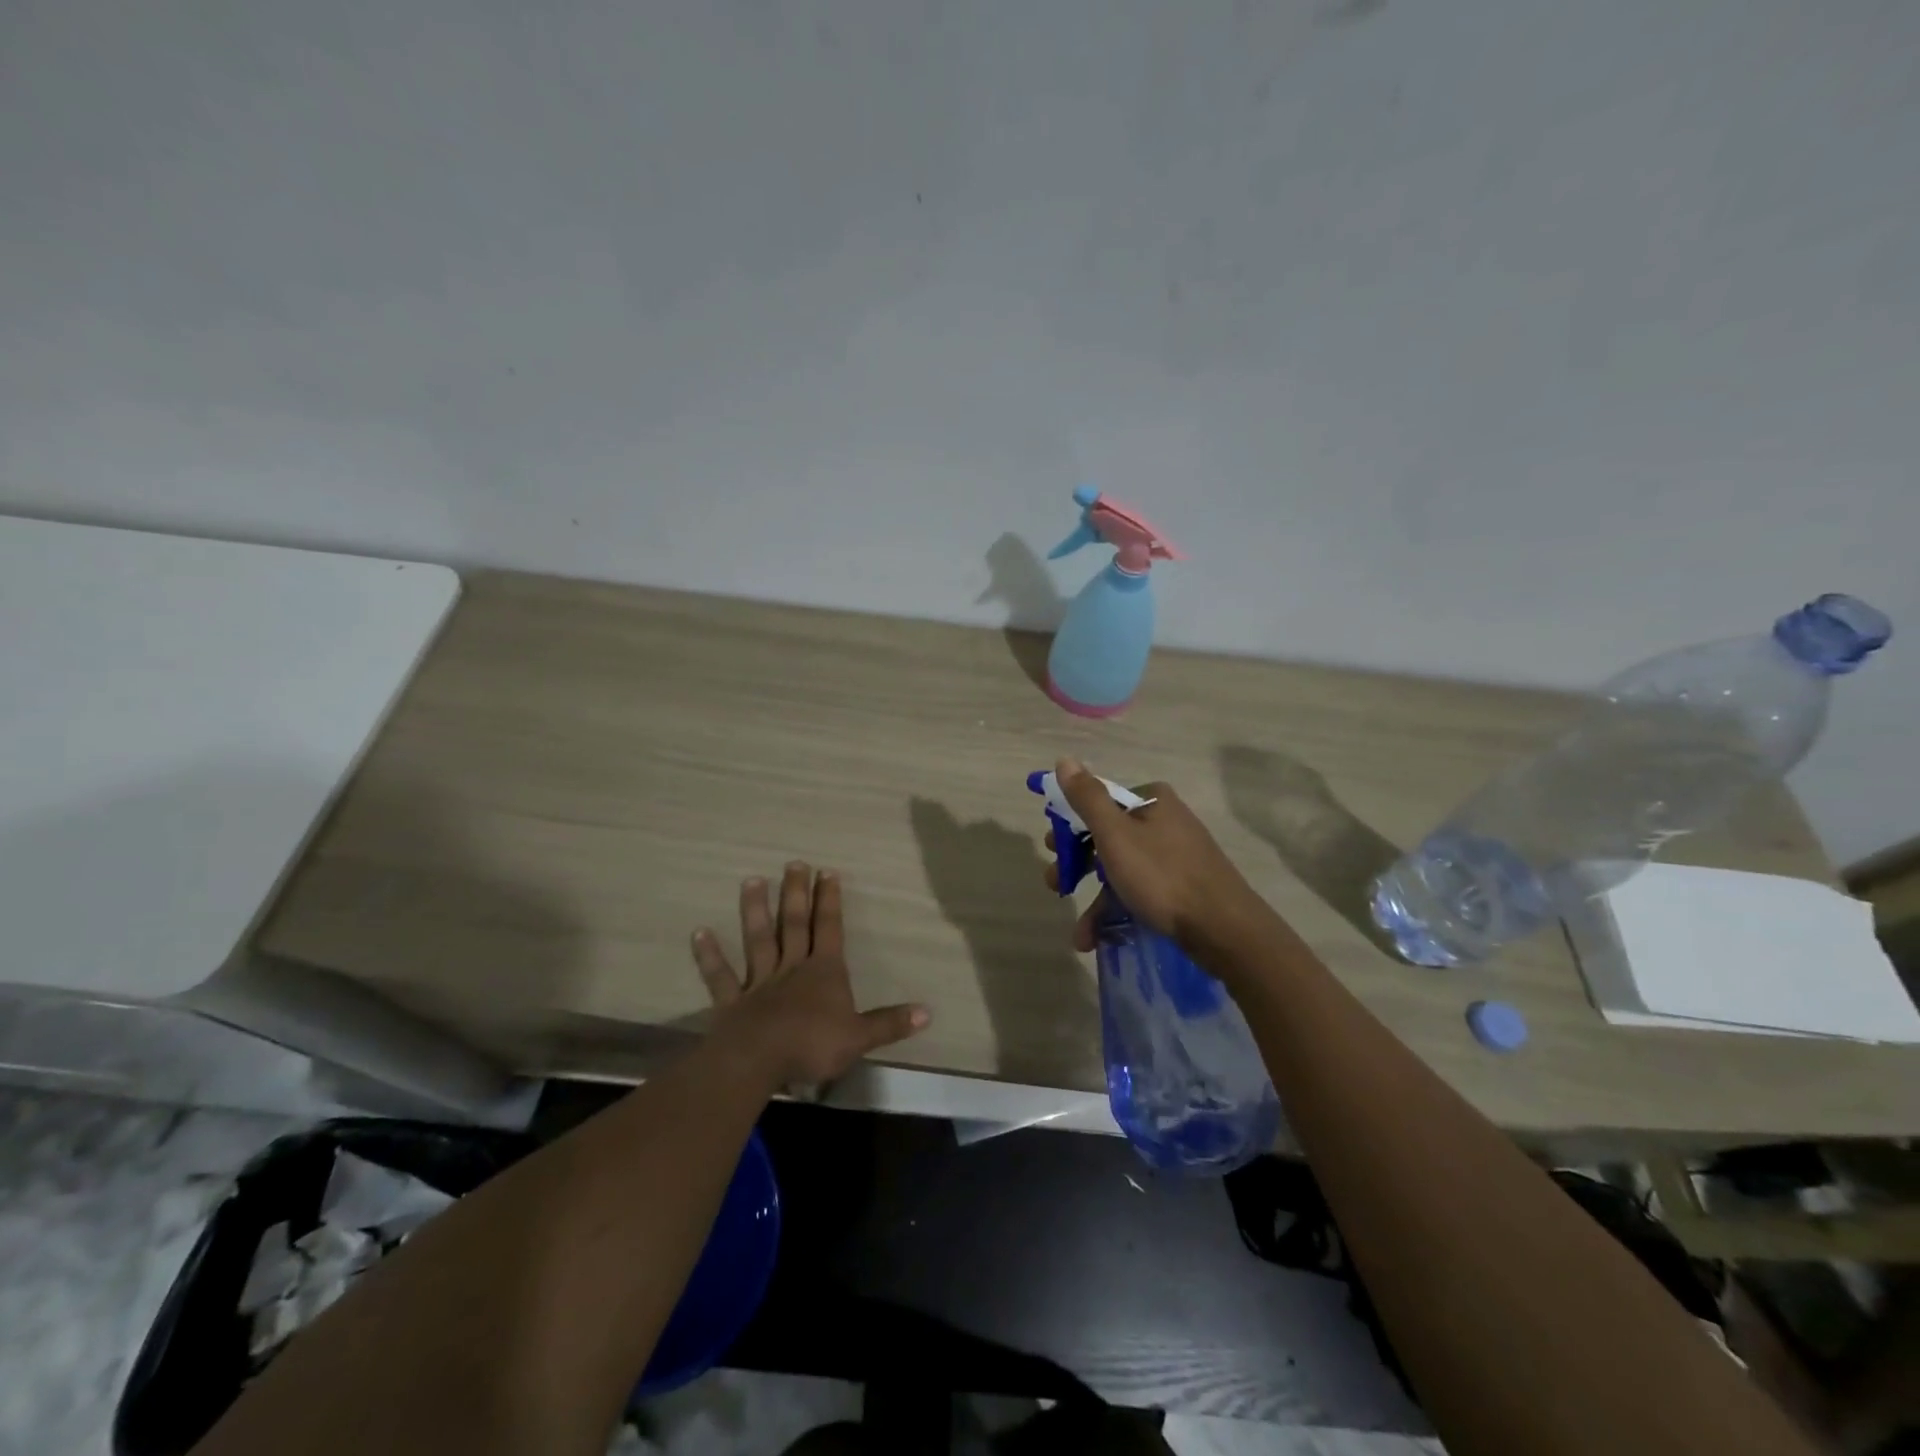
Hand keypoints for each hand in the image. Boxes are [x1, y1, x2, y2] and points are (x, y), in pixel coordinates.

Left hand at [691, 862, 929, 1088]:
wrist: (759, 1061)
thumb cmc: (812, 1045)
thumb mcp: (859, 1037)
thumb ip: (890, 1023)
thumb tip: (928, 1012)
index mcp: (824, 972)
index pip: (830, 928)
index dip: (830, 901)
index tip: (827, 872)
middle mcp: (792, 968)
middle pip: (795, 924)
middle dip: (797, 893)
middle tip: (794, 863)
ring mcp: (759, 982)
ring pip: (758, 939)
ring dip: (755, 910)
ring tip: (752, 880)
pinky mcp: (732, 1001)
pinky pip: (720, 976)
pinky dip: (710, 955)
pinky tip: (699, 932)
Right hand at [1045, 757, 1269, 956]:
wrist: (1224, 928)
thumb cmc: (1162, 875)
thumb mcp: (1115, 835)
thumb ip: (1087, 798)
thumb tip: (1064, 760)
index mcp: (1152, 800)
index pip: (1100, 803)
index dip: (1071, 825)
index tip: (1052, 848)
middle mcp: (1165, 821)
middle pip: (1108, 837)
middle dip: (1077, 864)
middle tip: (1057, 883)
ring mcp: (1176, 855)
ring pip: (1122, 869)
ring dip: (1095, 899)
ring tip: (1078, 933)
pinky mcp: (1182, 886)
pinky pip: (1140, 891)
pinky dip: (1118, 911)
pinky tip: (1098, 938)